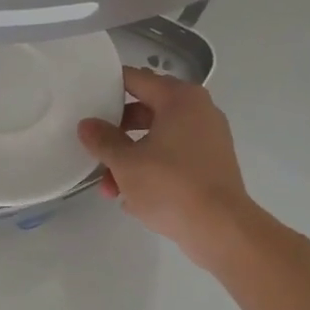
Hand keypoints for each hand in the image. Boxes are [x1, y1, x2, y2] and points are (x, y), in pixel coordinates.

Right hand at [79, 68, 263, 265]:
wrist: (222, 230)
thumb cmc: (171, 186)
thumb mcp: (126, 163)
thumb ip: (103, 140)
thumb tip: (87, 125)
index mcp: (179, 98)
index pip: (135, 79)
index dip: (108, 87)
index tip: (86, 100)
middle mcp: (198, 110)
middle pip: (146, 110)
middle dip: (118, 134)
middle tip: (96, 148)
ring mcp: (209, 138)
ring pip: (159, 139)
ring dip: (132, 159)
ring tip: (110, 188)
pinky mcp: (212, 165)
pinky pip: (175, 157)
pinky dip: (153, 170)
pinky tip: (133, 199)